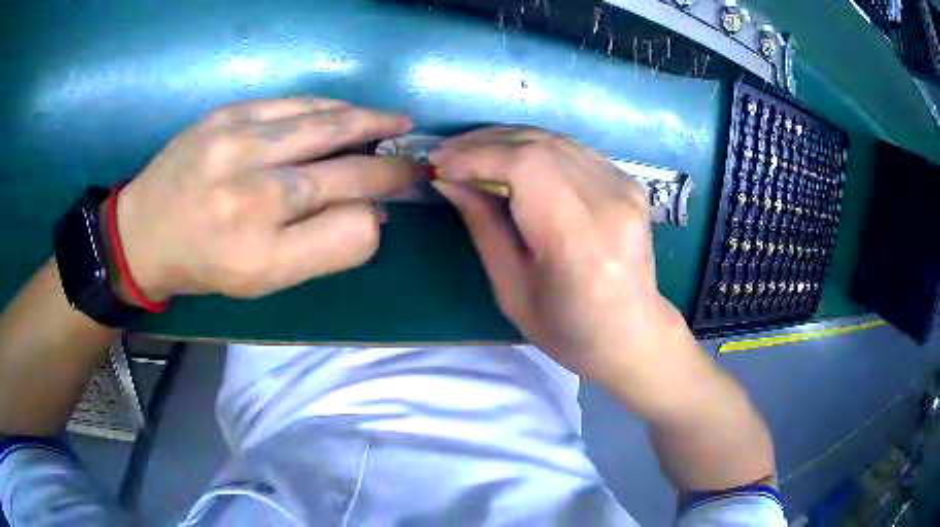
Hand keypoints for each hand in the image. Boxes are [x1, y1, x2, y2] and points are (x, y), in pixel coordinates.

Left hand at [114, 97, 413, 300]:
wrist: (142, 231)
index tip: (387, 207)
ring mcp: (236, 147)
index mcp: (262, 256)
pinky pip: (294, 104)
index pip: (352, 231)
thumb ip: (321, 249)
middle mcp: (251, 199)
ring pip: (327, 126)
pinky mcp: (225, 115)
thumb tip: (371, 210)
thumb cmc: (203, 265)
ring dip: (371, 124)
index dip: (377, 218)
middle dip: (392, 166)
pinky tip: (348, 110)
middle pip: (347, 172)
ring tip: (397, 122)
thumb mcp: (262, 281)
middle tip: (417, 162)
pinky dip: (330, 107)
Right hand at [430, 128, 706, 416]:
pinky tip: (510, 158)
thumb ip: (483, 227)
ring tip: (470, 152)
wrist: (634, 334)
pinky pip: (573, 150)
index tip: (440, 165)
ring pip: (556, 140)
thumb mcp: (512, 292)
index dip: (477, 157)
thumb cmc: (569, 330)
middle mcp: (610, 204)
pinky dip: (535, 147)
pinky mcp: (630, 183)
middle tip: (447, 154)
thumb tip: (448, 181)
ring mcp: (626, 188)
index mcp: (579, 242)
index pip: (526, 167)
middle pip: (540, 145)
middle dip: (485, 143)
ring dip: (506, 139)